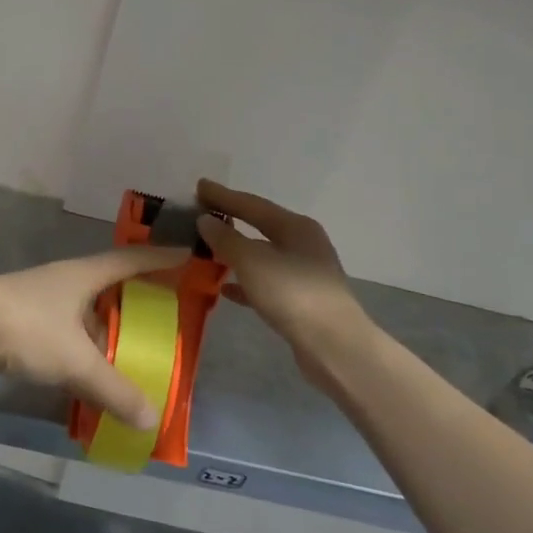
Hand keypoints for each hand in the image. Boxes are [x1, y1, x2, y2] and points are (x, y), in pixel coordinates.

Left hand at [0, 246, 189, 429]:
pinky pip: (64, 329)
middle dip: (134, 296)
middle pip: (108, 283)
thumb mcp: (77, 361)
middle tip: (161, 313)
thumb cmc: (28, 328)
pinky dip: (80, 346)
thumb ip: (113, 390)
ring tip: (126, 351)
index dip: (160, 259)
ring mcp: (40, 297)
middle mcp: (64, 279)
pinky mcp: (21, 317)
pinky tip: (84, 370)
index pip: (131, 260)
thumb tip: (151, 420)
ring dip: (104, 327)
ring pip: (83, 309)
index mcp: (84, 275)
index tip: (186, 257)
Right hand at [195, 180, 373, 395]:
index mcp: (295, 226)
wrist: (334, 346)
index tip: (199, 186)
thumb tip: (205, 220)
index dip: (223, 195)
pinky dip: (245, 281)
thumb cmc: (292, 294)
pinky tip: (226, 288)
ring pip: (262, 254)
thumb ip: (226, 239)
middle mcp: (303, 243)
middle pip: (260, 226)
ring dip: (236, 251)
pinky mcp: (301, 300)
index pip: (252, 204)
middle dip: (231, 220)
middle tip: (202, 214)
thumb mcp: (252, 262)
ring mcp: (304, 272)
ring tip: (208, 249)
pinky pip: (265, 282)